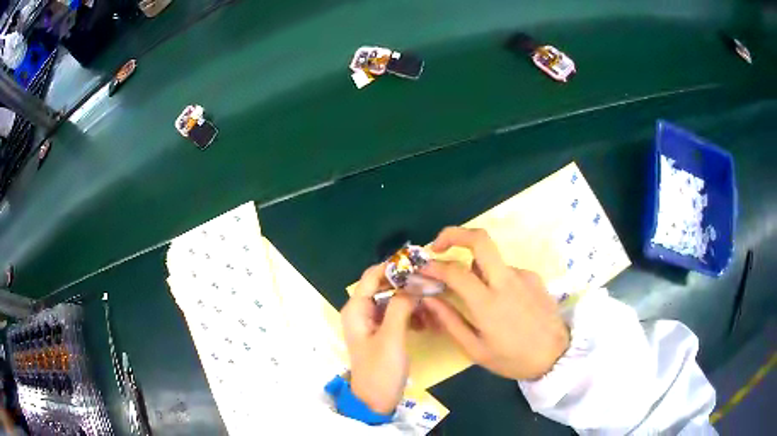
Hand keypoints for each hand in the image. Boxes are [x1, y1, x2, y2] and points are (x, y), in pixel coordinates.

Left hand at [341, 264, 418, 413]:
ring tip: (433, 305)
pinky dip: (411, 314)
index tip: (420, 262)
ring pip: (394, 300)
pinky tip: (427, 322)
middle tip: (433, 283)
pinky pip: (398, 315)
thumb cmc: (380, 370)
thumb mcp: (391, 338)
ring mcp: (372, 322)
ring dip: (412, 301)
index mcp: (356, 309)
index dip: (394, 266)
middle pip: (385, 286)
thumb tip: (414, 282)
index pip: (373, 275)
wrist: (375, 401)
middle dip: (408, 284)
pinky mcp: (382, 333)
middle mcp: (361, 311)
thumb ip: (400, 307)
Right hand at [422, 227, 569, 379]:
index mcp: (488, 303)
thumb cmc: (513, 359)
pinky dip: (494, 277)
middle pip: (480, 239)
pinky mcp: (534, 277)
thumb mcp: (476, 350)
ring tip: (473, 293)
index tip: (421, 269)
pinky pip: (506, 270)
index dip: (433, 266)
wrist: (556, 356)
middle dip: (453, 234)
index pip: (455, 271)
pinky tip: (500, 301)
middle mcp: (506, 281)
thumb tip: (429, 298)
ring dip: (475, 267)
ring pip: (491, 259)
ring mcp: (523, 275)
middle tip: (438, 246)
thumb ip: (450, 321)